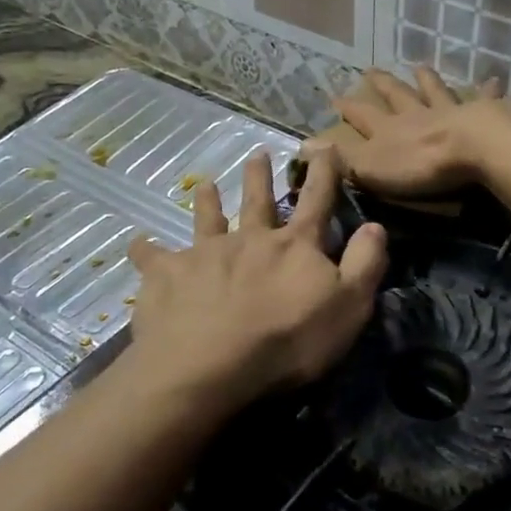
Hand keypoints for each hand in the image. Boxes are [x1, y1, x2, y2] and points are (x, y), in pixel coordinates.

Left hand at [125, 148, 386, 411]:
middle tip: (257, 154)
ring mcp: (205, 254)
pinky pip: (152, 258)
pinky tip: (136, 244)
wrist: (210, 365)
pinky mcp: (167, 276)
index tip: (325, 145)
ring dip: (207, 201)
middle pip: (258, 201)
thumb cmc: (288, 341)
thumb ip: (365, 264)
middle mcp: (250, 239)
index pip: (317, 201)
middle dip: (259, 177)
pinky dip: (145, 250)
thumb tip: (375, 225)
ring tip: (204, 183)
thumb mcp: (348, 307)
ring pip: (207, 219)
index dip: (325, 173)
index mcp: (294, 246)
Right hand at [303, 67, 502, 198]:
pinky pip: (482, 100)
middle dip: (383, 84)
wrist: (473, 148)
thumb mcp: (370, 167)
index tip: (334, 96)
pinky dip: (485, 91)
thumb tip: (301, 145)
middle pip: (397, 96)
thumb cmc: (420, 165)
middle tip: (371, 70)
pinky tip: (492, 80)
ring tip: (420, 66)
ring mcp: (450, 112)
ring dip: (427, 80)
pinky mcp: (482, 115)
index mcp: (389, 131)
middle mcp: (416, 115)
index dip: (348, 108)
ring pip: (434, 91)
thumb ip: (339, 157)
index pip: (362, 116)